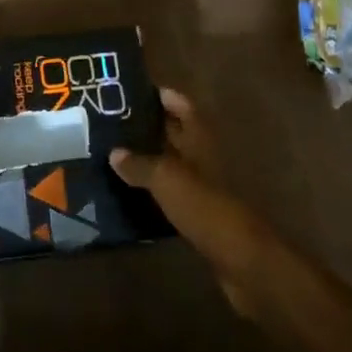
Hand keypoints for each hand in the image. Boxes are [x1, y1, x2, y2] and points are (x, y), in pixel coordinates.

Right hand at [112, 89, 281, 317]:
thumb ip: (140, 163)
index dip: (161, 96)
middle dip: (147, 126)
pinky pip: (169, 194)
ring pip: (170, 164)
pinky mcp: (198, 215)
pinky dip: (151, 191)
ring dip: (147, 160)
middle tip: (109, 123)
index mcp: (199, 139)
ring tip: (110, 155)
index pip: (181, 106)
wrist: (242, 261)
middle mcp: (202, 158)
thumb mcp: (167, 179)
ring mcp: (202, 187)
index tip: (130, 91)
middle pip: (175, 134)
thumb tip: (114, 152)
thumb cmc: (206, 207)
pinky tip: (126, 193)